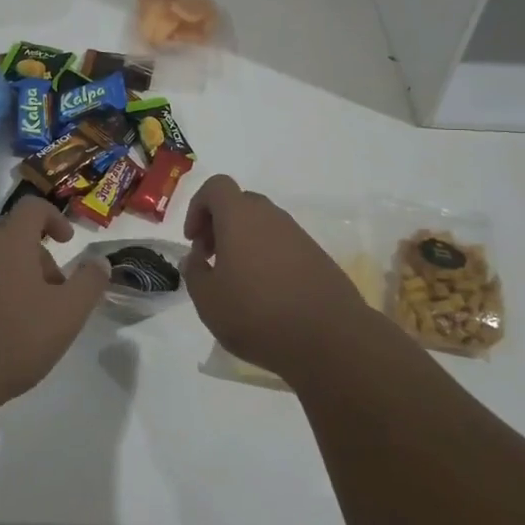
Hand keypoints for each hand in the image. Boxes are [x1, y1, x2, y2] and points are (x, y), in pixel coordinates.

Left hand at [0, 197, 109, 411]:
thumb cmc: (15, 341)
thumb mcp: (68, 315)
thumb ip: (89, 283)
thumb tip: (100, 261)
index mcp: (10, 244)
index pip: (31, 207)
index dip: (53, 217)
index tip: (66, 242)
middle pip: (9, 235)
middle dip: (34, 255)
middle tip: (50, 290)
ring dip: (5, 275)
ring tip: (18, 314)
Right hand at [182, 175, 370, 381]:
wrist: (330, 338)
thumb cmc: (258, 314)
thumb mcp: (208, 301)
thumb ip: (194, 273)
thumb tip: (196, 258)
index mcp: (240, 217)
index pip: (216, 186)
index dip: (198, 207)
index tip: (194, 241)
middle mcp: (271, 216)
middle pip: (239, 204)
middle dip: (219, 225)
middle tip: (212, 260)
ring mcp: (298, 235)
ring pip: (262, 225)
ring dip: (243, 243)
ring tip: (237, 282)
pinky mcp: (317, 256)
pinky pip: (282, 245)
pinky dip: (267, 258)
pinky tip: (266, 294)